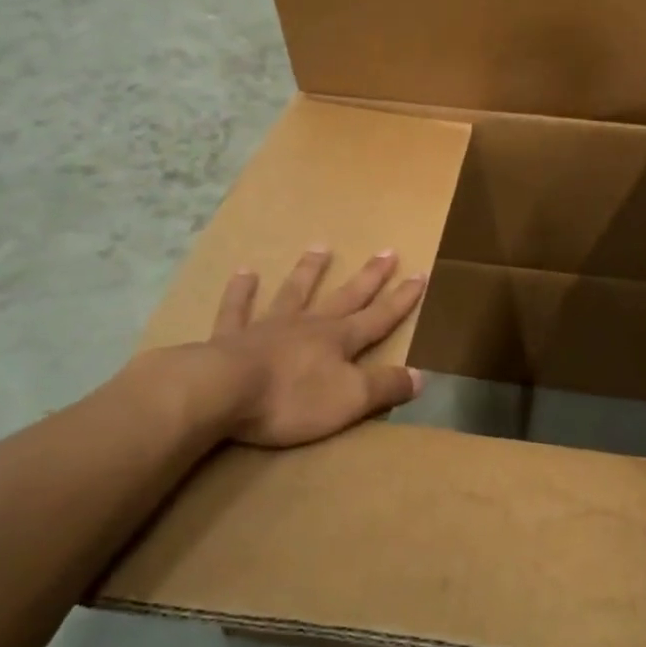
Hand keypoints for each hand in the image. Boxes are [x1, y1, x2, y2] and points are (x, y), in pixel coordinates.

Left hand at [206, 248, 427, 448]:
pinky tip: (244, 272)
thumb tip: (422, 375)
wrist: (223, 391)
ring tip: (321, 247)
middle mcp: (309, 325)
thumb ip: (385, 387)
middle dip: (369, 276)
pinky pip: (237, 308)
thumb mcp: (350, 400)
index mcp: (339, 340)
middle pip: (345, 296)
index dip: (402, 299)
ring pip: (294, 292)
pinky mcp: (232, 337)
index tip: (421, 274)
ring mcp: (269, 326)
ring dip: (309, 271)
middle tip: (387, 251)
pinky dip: (241, 291)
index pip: (379, 317)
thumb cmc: (292, 398)